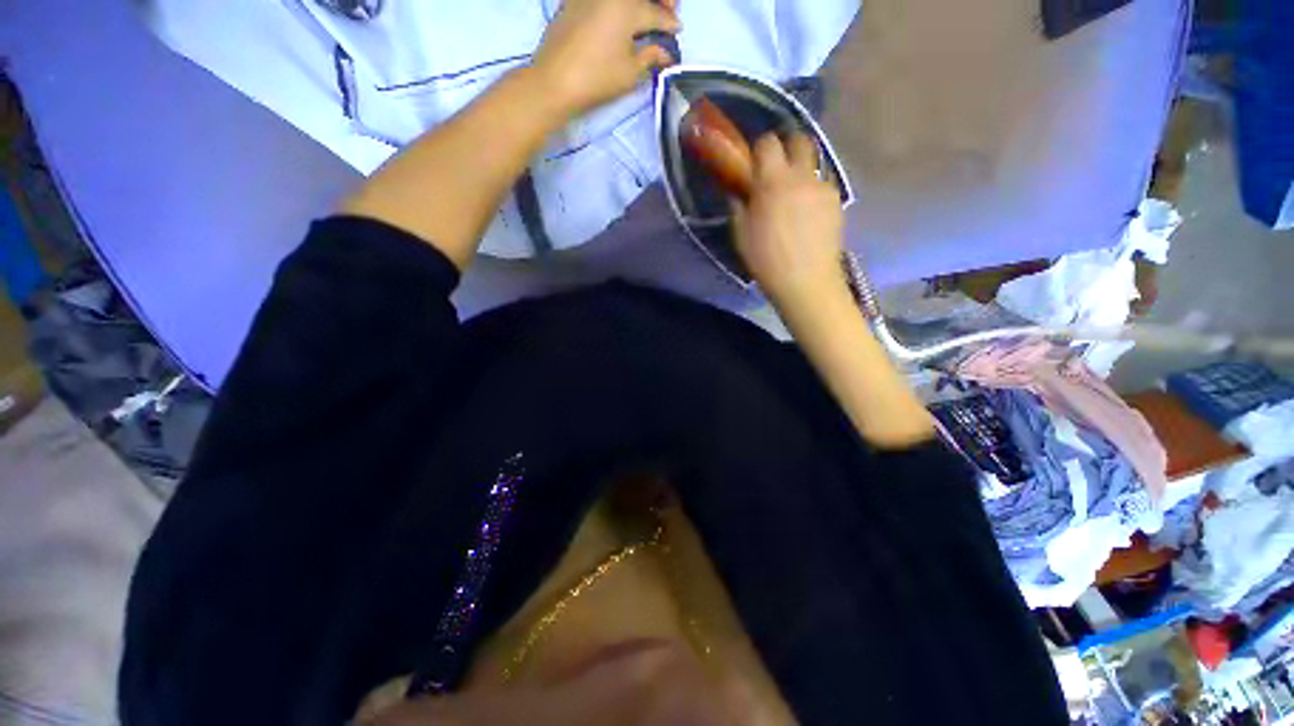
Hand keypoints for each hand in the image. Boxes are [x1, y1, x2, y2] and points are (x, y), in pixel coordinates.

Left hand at [531, 0, 680, 117]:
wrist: (554, 81)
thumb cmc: (596, 79)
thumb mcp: (630, 72)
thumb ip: (650, 56)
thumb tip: (666, 53)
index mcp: (628, 6)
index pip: (657, 13)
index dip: (670, 24)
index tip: (677, 30)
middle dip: (660, 1)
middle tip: (668, 10)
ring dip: (639, 1)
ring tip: (645, 12)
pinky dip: (618, 3)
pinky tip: (622, 14)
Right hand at [731, 132, 845, 308]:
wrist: (806, 280)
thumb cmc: (767, 260)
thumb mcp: (741, 235)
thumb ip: (739, 207)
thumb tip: (739, 193)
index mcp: (773, 181)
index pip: (768, 143)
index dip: (760, 148)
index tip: (754, 163)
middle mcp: (801, 175)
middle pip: (800, 140)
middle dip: (787, 147)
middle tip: (777, 168)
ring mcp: (823, 186)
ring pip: (814, 163)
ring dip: (802, 170)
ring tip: (794, 195)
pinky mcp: (837, 200)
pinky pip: (823, 184)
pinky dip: (813, 190)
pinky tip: (808, 213)